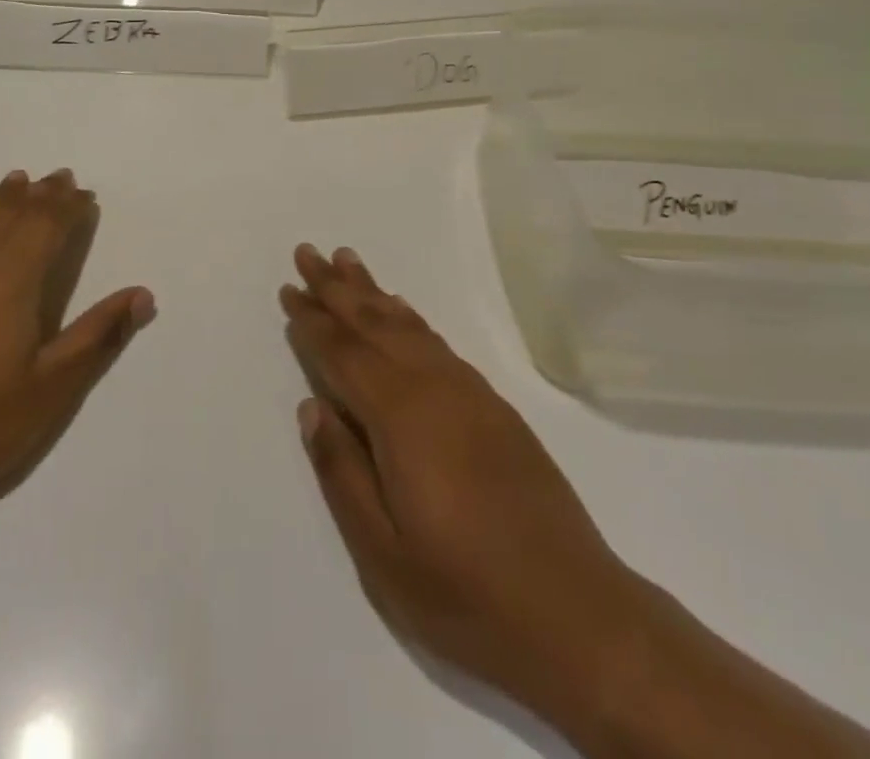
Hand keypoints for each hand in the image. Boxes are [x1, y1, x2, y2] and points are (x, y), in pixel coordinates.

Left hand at [0, 169, 154, 534]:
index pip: (47, 225)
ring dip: (0, 198)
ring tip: (17, 182)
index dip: (68, 207)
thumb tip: (143, 295)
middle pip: (12, 213)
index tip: (84, 195)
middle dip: (40, 195)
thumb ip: (99, 334)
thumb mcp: (52, 387)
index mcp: (13, 277)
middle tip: (59, 178)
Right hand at [281, 245, 649, 735]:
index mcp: (401, 418)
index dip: (313, 321)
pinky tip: (401, 313)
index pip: (344, 354)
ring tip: (347, 262)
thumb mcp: (383, 552)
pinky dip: (410, 319)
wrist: (580, 616)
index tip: (289, 290)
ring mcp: (469, 394)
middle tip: (309, 252)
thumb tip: (312, 406)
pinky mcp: (494, 407)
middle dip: (337, 287)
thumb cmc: (467, 594)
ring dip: (373, 293)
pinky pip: (438, 343)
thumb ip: (342, 471)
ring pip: (408, 326)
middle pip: (374, 323)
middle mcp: (434, 389)